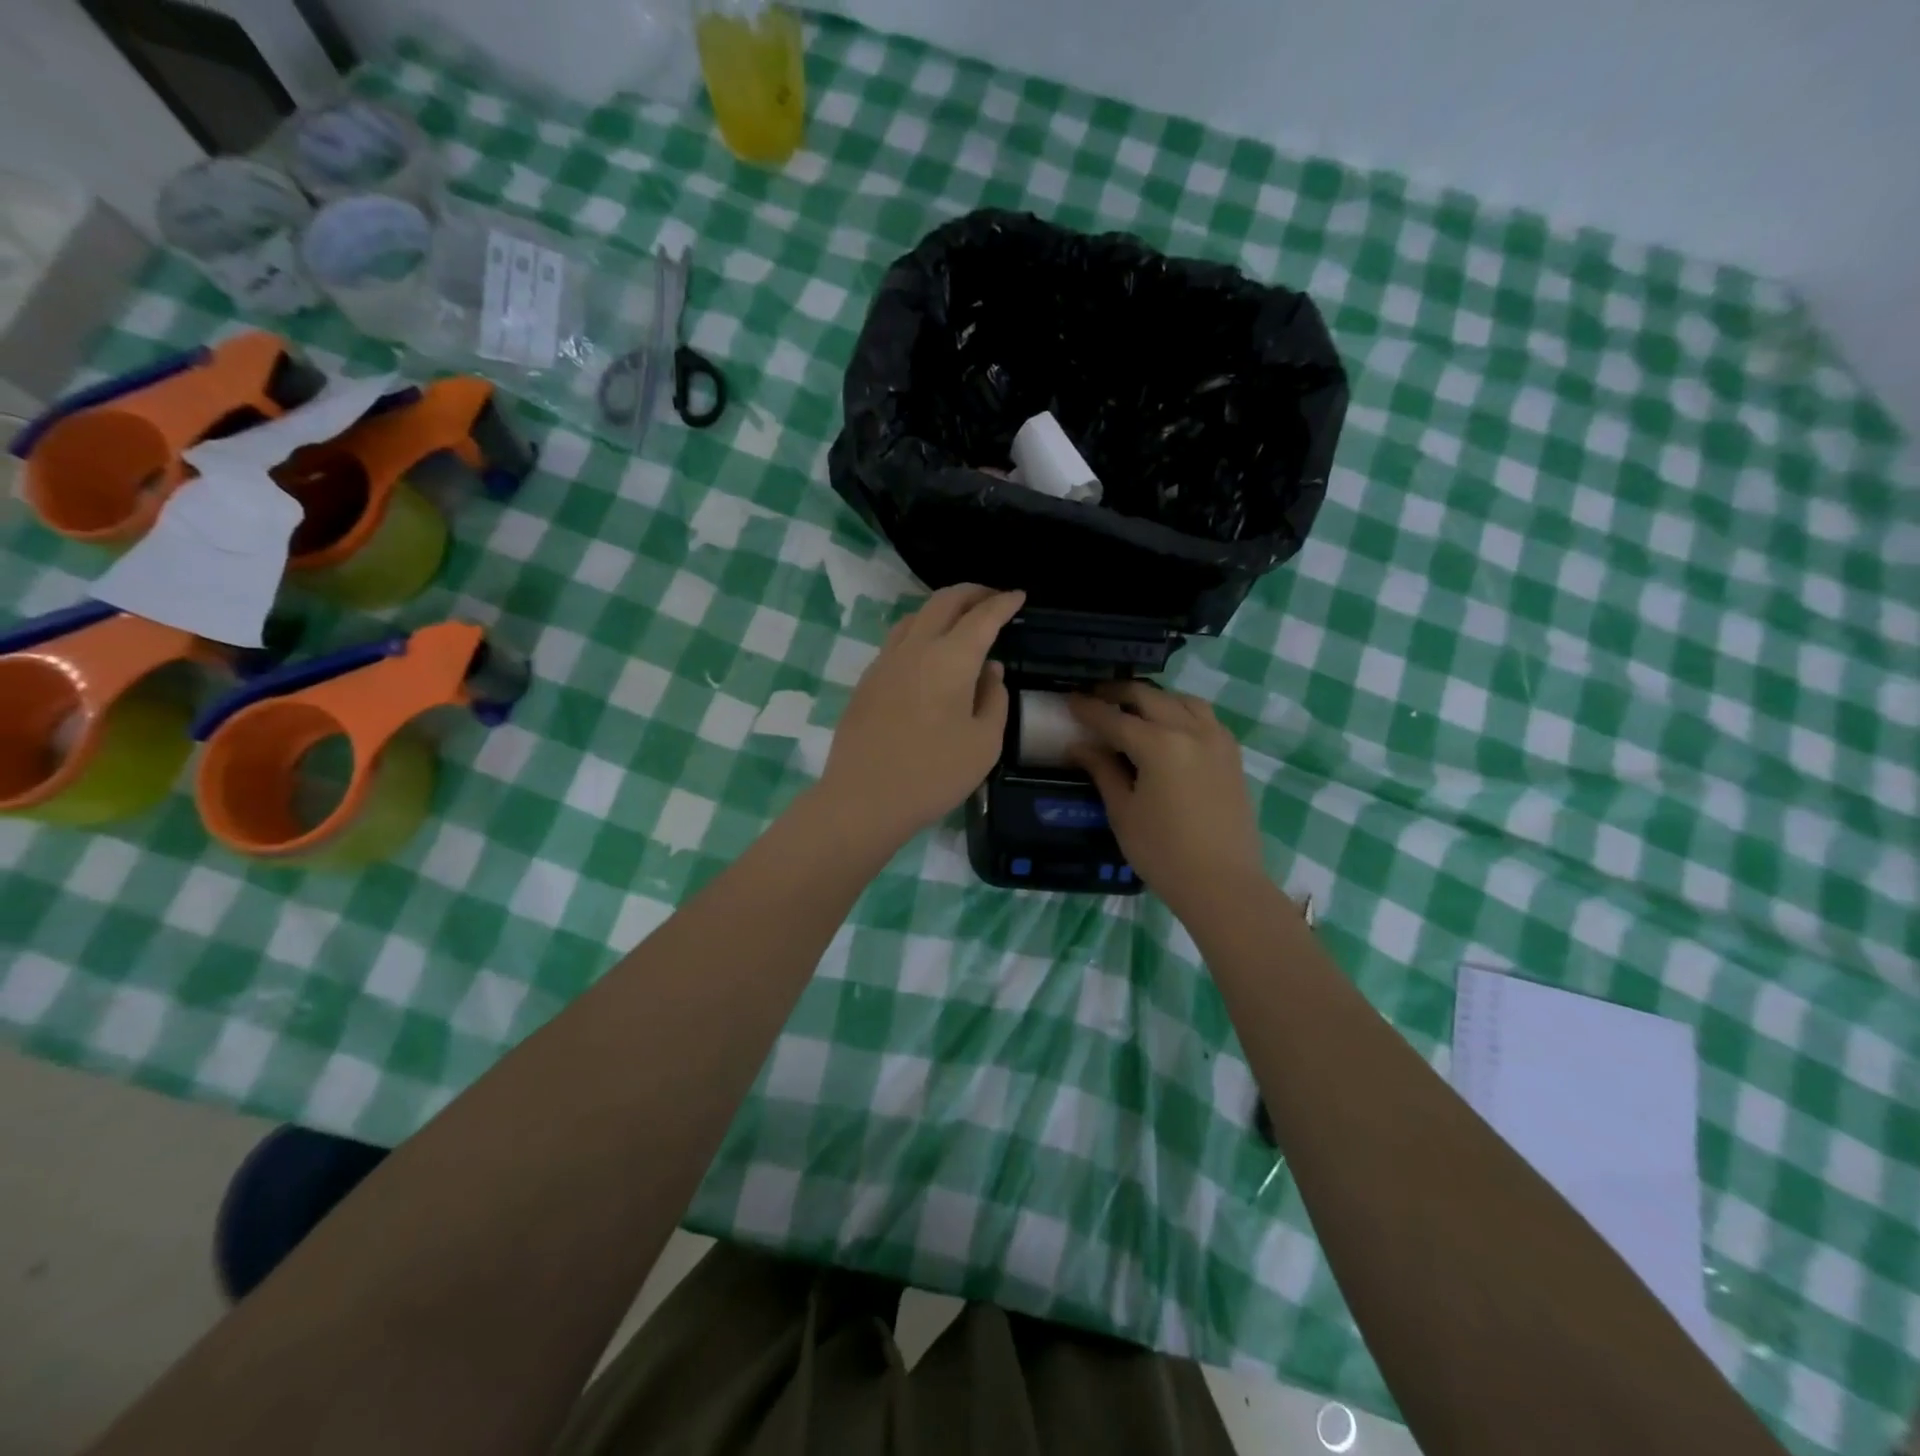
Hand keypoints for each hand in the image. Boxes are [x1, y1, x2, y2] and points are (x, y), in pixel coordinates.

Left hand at [819, 584, 1025, 845]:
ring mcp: (885, 662)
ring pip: (916, 616)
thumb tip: (990, 671)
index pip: (982, 617)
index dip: (1003, 603)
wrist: (863, 798)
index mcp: (951, 659)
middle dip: (972, 593)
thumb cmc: (934, 774)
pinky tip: (928, 653)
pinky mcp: (867, 680)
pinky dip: (921, 631)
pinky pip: (898, 640)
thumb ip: (995, 699)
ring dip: (942, 609)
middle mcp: (916, 648)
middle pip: (944, 602)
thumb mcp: (984, 743)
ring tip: (960, 620)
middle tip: (992, 598)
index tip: (1018, 596)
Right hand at [1068, 682, 1265, 910]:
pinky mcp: (1232, 754)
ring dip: (1153, 699)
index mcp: (1159, 745)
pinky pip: (1204, 717)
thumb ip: (1102, 770)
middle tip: (1095, 699)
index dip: (1088, 709)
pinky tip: (1169, 727)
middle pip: (1149, 697)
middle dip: (1118, 693)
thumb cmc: (1163, 853)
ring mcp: (1217, 740)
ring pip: (1181, 700)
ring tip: (1132, 709)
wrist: (1223, 884)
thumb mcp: (1123, 812)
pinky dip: (1181, 711)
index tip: (1068, 700)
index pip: (1114, 718)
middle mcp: (1191, 731)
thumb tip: (1079, 745)